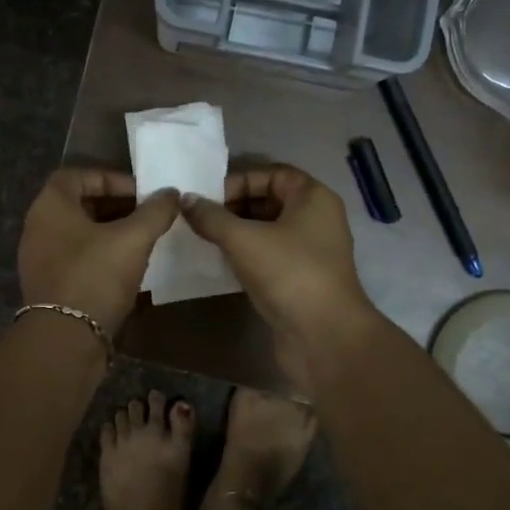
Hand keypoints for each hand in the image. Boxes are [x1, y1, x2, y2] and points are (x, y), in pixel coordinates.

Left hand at [18, 169, 180, 336]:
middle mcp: (38, 227)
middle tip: (147, 215)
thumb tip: (171, 193)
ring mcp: (40, 259)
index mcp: (49, 206)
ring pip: (79, 234)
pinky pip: (77, 259)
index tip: (141, 193)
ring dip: (110, 232)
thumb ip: (155, 212)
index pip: (76, 175)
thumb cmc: (95, 276)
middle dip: (115, 206)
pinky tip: (128, 268)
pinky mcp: (49, 286)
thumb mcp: (132, 239)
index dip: (110, 178)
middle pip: (79, 204)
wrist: (65, 340)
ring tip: (143, 240)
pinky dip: (101, 256)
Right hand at [180, 164, 381, 385]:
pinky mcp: (300, 278)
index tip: (207, 197)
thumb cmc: (289, 273)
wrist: (325, 337)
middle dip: (233, 206)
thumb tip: (185, 200)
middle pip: (269, 200)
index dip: (239, 180)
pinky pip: (269, 254)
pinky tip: (220, 261)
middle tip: (199, 218)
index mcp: (313, 198)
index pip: (272, 173)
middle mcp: (316, 219)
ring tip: (203, 237)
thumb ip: (211, 217)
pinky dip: (245, 254)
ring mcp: (310, 250)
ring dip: (236, 232)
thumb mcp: (243, 239)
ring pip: (267, 229)